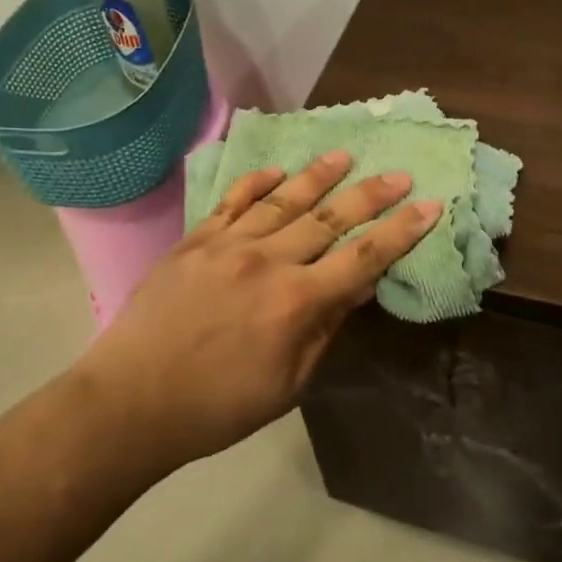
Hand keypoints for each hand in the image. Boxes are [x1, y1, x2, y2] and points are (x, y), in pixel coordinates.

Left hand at [73, 151, 441, 466]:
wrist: (132, 400)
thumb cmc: (218, 406)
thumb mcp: (288, 383)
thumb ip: (324, 328)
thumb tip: (356, 286)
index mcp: (296, 302)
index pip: (363, 258)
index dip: (400, 231)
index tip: (429, 205)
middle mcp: (268, 262)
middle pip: (330, 219)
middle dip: (370, 195)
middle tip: (399, 174)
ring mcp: (228, 245)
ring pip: (284, 201)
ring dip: (319, 177)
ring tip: (345, 156)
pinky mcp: (196, 240)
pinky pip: (232, 202)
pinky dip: (257, 183)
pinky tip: (277, 171)